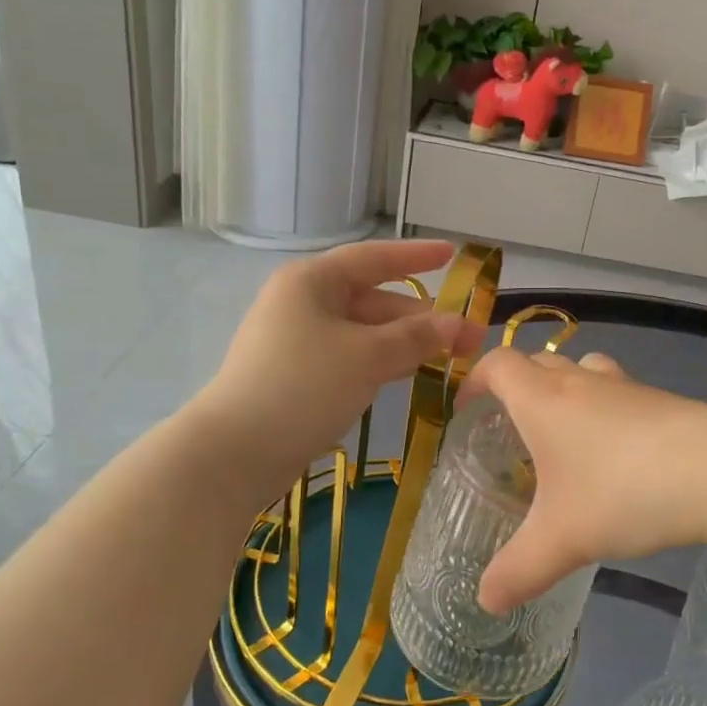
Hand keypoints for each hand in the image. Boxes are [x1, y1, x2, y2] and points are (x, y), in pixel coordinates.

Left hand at [201, 240, 485, 493]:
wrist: (237, 451)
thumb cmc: (304, 386)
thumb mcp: (368, 356)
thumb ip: (416, 337)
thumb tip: (460, 325)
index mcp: (312, 281)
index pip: (373, 258)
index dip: (415, 256)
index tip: (452, 254)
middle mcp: (303, 303)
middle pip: (373, 300)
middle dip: (421, 318)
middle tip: (469, 339)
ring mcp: (297, 341)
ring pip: (364, 333)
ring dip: (405, 343)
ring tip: (450, 358)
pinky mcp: (298, 375)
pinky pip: (350, 357)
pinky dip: (381, 362)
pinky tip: (409, 374)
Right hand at [460, 348, 706, 610]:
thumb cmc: (623, 492)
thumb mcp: (561, 540)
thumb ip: (518, 571)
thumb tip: (486, 601)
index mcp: (543, 400)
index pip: (498, 364)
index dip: (476, 379)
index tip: (467, 407)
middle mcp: (582, 382)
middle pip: (539, 362)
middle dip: (518, 388)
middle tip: (511, 430)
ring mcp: (628, 388)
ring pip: (584, 371)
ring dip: (566, 391)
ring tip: (563, 436)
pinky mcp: (664, 402)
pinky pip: (621, 394)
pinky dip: (607, 412)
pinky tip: (618, 458)